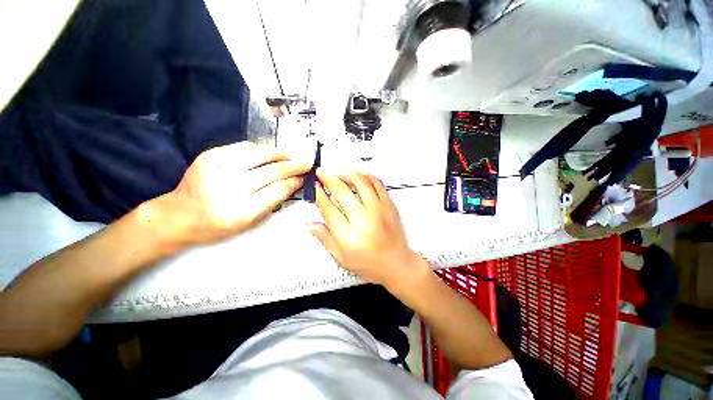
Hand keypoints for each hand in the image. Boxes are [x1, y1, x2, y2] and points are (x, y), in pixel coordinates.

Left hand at [151, 142, 310, 245]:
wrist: (178, 216)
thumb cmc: (218, 226)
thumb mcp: (249, 223)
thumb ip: (273, 203)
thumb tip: (293, 183)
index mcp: (240, 212)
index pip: (277, 191)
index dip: (295, 182)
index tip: (305, 177)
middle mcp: (228, 189)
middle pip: (272, 171)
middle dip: (294, 166)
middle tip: (307, 162)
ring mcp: (217, 169)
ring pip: (260, 155)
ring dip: (280, 154)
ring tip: (291, 157)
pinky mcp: (209, 156)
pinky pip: (243, 147)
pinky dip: (261, 149)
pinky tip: (269, 154)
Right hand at [309, 170, 428, 289]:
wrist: (396, 264)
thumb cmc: (370, 264)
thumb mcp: (342, 258)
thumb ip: (325, 239)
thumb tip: (311, 225)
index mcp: (349, 236)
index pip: (328, 209)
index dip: (318, 195)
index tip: (314, 187)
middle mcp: (364, 220)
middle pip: (342, 191)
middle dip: (328, 179)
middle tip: (321, 174)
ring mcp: (379, 211)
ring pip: (360, 182)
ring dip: (346, 174)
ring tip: (339, 174)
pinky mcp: (389, 206)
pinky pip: (377, 184)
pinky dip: (366, 176)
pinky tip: (359, 176)